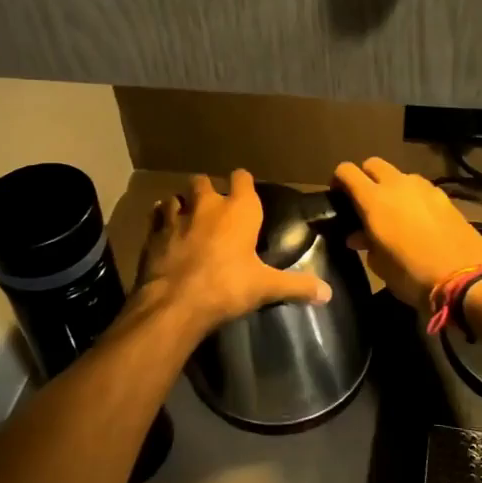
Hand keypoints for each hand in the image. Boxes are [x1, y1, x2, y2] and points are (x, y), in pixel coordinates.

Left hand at [133, 169, 331, 335]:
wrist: (175, 303)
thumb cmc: (227, 287)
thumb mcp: (266, 287)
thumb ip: (297, 286)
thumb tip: (328, 293)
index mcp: (239, 211)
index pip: (242, 179)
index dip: (243, 183)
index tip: (245, 191)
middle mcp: (206, 206)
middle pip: (203, 182)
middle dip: (207, 190)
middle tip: (213, 208)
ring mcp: (176, 217)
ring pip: (176, 198)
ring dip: (182, 205)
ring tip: (186, 219)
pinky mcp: (153, 234)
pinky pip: (155, 218)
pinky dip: (159, 221)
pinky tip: (162, 232)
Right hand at [334, 157, 481, 311]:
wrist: (463, 279)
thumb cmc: (411, 275)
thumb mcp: (379, 265)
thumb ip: (366, 242)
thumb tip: (358, 235)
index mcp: (374, 200)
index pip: (347, 171)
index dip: (338, 180)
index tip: (338, 196)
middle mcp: (397, 185)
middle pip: (374, 164)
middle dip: (366, 177)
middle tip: (365, 201)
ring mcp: (424, 188)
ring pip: (400, 175)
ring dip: (392, 187)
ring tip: (396, 212)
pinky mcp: (445, 197)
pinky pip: (421, 189)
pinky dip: (414, 197)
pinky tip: (419, 220)